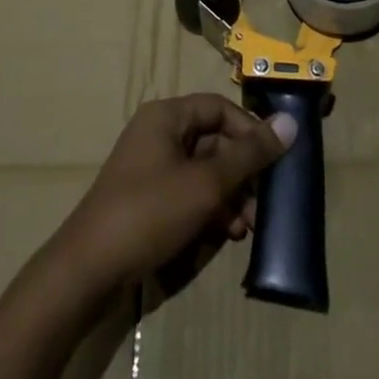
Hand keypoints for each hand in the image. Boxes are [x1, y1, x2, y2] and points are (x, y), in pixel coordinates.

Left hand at [53, 94, 294, 294]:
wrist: (87, 271)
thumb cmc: (150, 212)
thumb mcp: (207, 184)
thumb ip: (250, 155)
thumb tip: (290, 124)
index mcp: (167, 116)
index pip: (219, 108)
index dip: (250, 130)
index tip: (274, 160)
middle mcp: (158, 134)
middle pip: (213, 140)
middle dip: (242, 172)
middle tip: (263, 203)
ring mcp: (150, 168)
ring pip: (203, 171)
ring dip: (229, 196)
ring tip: (246, 227)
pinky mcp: (146, 200)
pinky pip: (188, 193)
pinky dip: (209, 209)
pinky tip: (225, 235)